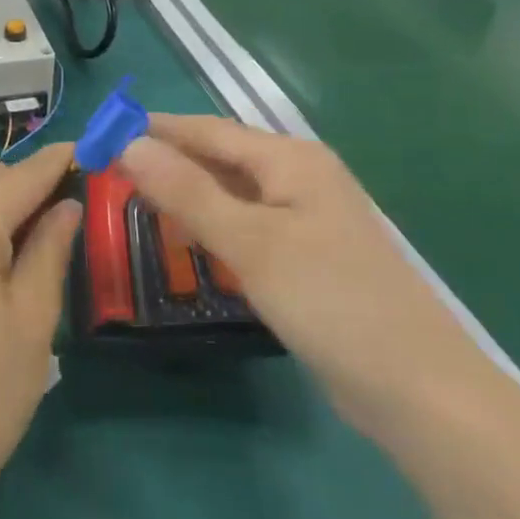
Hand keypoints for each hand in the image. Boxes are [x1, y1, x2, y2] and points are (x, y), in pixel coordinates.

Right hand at [119, 116, 499, 436]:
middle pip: (219, 157)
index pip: (207, 130)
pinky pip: (245, 225)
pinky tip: (186, 239)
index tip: (102, 133)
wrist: (417, 389)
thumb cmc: (331, 301)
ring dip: (186, 193)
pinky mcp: (306, 255)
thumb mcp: (251, 242)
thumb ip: (187, 191)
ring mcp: (306, 218)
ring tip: (135, 200)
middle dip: (167, 161)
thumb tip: (129, 144)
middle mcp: (300, 177)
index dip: (154, 129)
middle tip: (109, 173)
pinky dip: (211, 225)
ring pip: (231, 192)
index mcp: (291, 159)